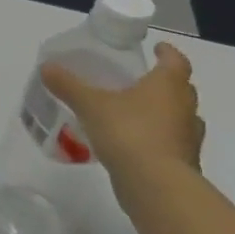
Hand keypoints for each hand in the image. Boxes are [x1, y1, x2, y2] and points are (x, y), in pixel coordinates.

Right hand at [41, 43, 205, 194]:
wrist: (156, 186)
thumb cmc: (128, 132)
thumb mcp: (90, 104)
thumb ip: (68, 85)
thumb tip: (47, 67)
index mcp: (167, 86)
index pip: (176, 61)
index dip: (167, 52)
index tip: (157, 48)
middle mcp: (185, 108)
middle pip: (181, 89)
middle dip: (164, 83)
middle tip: (139, 80)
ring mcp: (188, 138)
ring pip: (179, 117)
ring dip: (164, 112)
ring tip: (135, 112)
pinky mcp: (183, 163)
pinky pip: (171, 142)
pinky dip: (158, 138)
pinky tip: (134, 142)